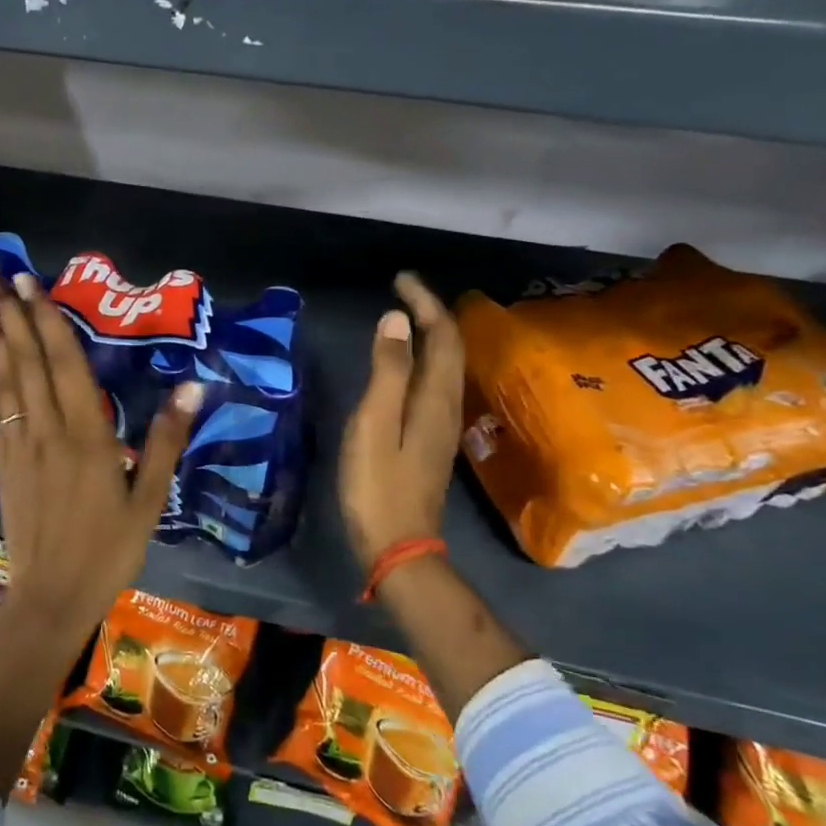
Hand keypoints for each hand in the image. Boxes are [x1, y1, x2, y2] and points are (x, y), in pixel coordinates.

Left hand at [0, 261, 201, 630]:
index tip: (29, 281)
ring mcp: (19, 446)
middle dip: (7, 310)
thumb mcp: (150, 499)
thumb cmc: (109, 549)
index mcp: (86, 434)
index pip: (63, 362)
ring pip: (5, 379)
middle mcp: (46, 429)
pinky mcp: (4, 464)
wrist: (52, 596)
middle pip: (26, 359)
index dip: (46, 318)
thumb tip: (193, 385)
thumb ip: (166, 440)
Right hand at [339, 272, 465, 571]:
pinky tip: (405, 365)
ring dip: (430, 335)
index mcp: (435, 398)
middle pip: (450, 348)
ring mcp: (441, 426)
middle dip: (431, 313)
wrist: (398, 546)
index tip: (400, 279)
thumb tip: (397, 319)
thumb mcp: (374, 424)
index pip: (442, 336)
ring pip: (446, 367)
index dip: (425, 303)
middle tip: (402, 290)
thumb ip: (387, 371)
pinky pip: (435, 384)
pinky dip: (423, 361)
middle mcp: (447, 407)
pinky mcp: (430, 441)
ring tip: (405, 317)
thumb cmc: (377, 486)